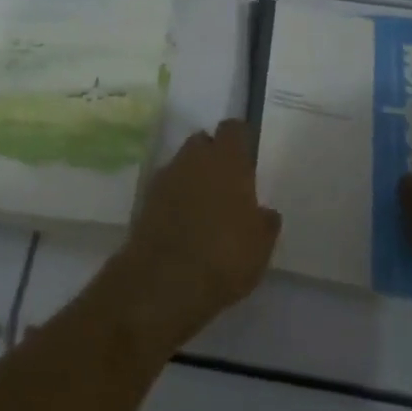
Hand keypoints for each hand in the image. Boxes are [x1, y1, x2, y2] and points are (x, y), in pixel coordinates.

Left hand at [115, 120, 280, 346]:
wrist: (164, 282)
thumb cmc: (224, 257)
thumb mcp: (260, 247)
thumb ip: (265, 222)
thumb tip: (265, 212)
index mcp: (227, 160)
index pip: (234, 129)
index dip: (240, 139)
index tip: (247, 156)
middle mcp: (195, 157)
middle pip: (204, 141)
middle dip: (213, 155)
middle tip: (226, 184)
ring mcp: (167, 175)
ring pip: (183, 163)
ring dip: (192, 176)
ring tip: (204, 206)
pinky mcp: (146, 197)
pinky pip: (167, 186)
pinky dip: (175, 196)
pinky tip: (182, 221)